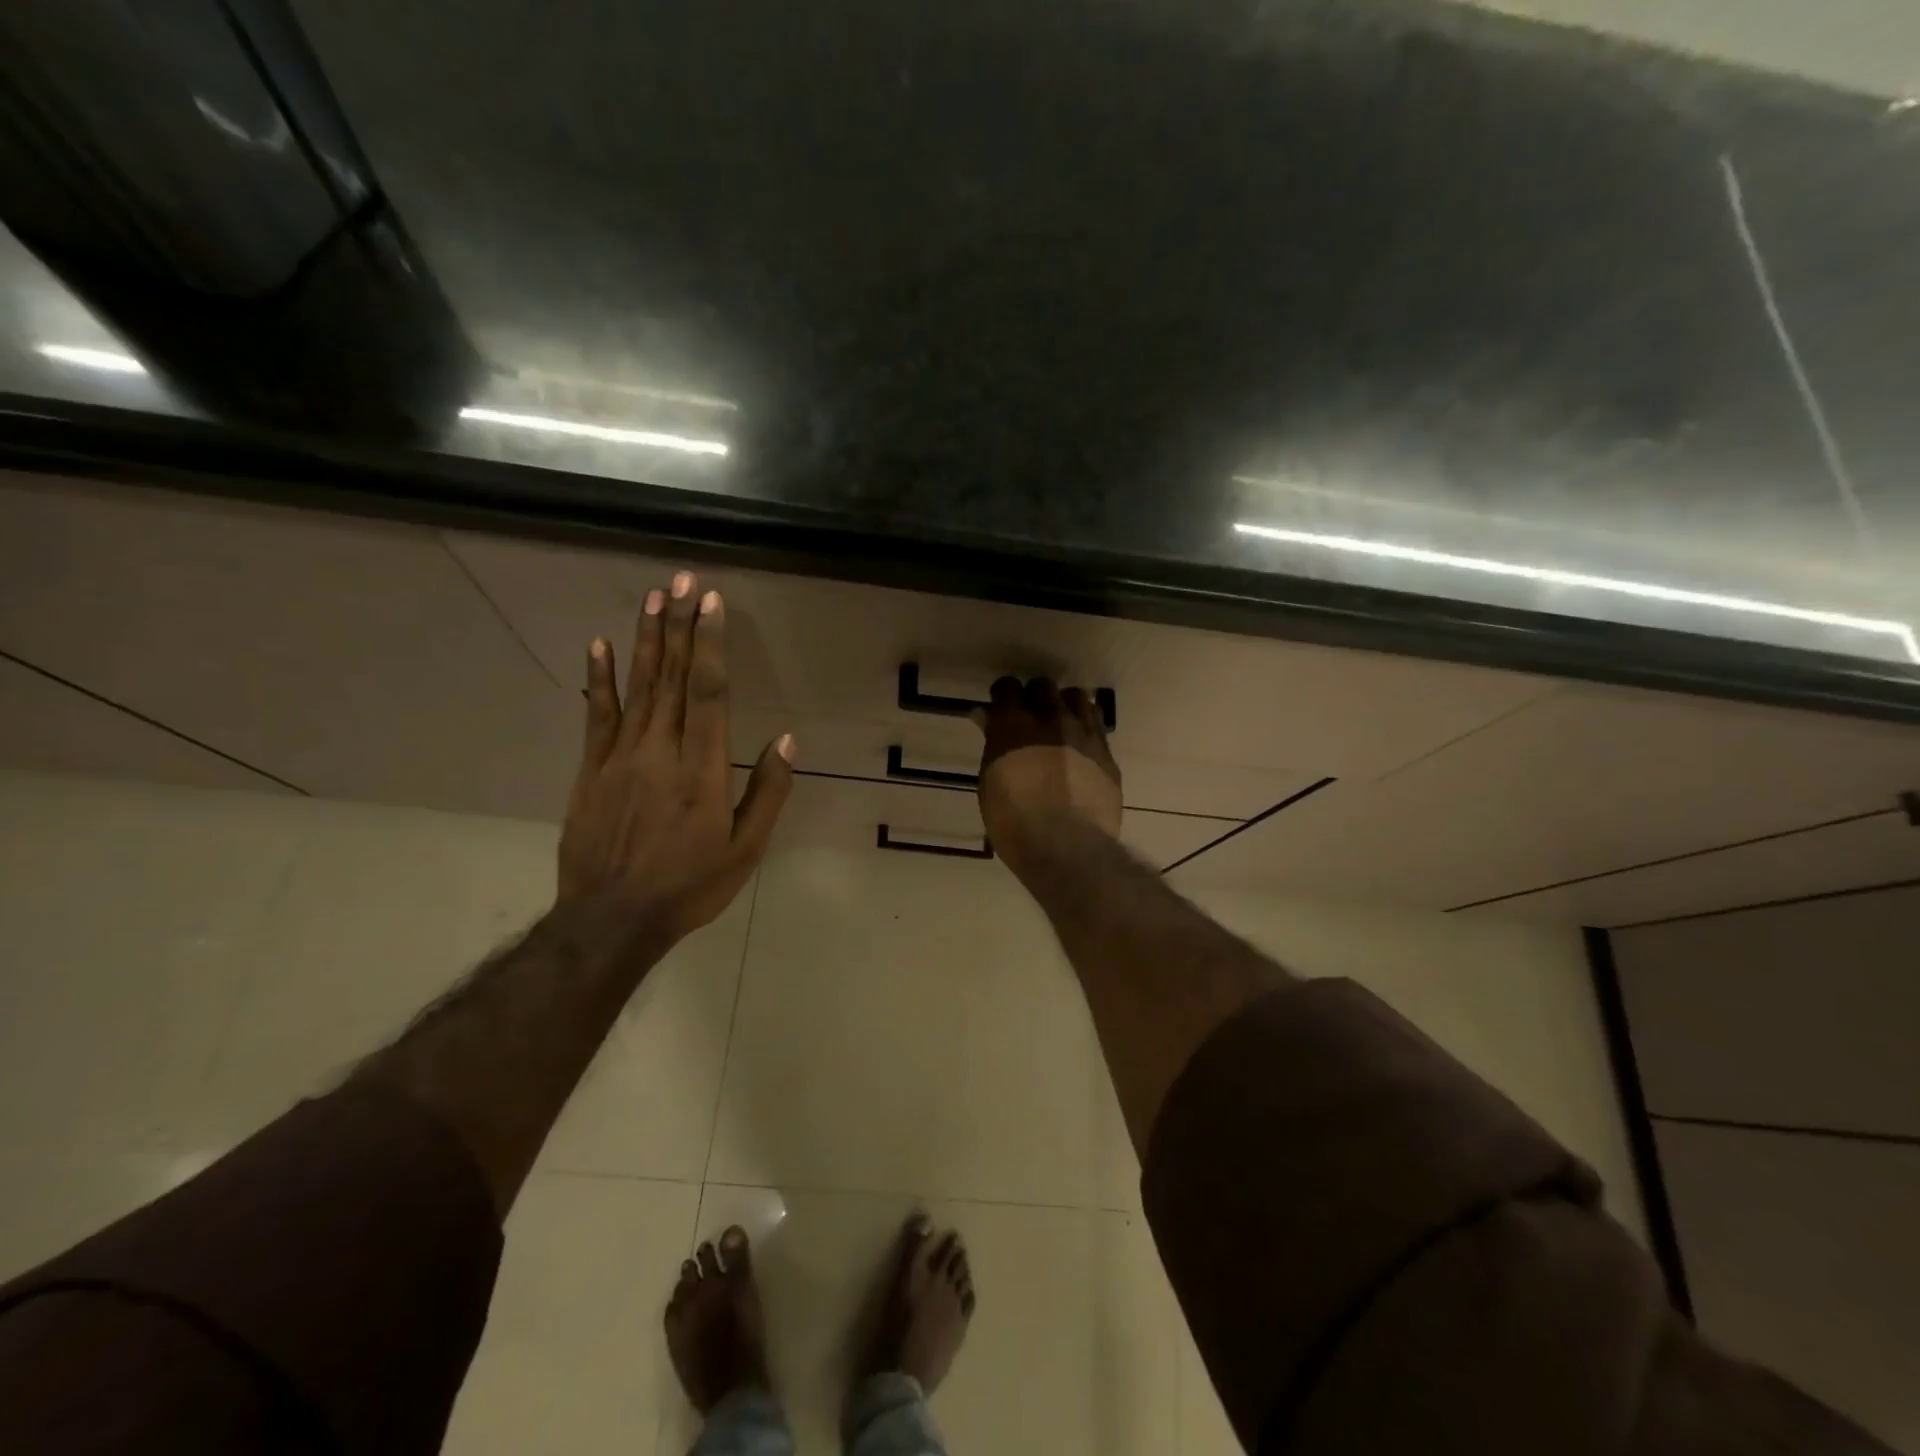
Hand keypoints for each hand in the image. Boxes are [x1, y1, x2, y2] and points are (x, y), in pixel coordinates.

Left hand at [558, 570, 792, 939]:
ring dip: (647, 639)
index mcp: (701, 768)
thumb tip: (785, 740)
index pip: (708, 692)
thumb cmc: (689, 884)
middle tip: (684, 580)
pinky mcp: (592, 769)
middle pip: (673, 678)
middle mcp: (660, 750)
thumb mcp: (745, 849)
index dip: (710, 645)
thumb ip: (767, 791)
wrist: (612, 918)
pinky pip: (597, 715)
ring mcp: (620, 756)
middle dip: (680, 626)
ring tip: (653, 597)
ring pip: (637, 686)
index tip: (712, 604)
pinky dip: (599, 678)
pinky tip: (600, 645)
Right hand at [974, 676, 1121, 866]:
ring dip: (1066, 706)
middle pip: (1044, 687)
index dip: (1004, 696)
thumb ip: (993, 744)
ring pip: (1078, 698)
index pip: (1008, 688)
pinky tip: (1081, 749)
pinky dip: (1087, 730)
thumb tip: (986, 717)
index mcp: (1014, 724)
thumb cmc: (1013, 822)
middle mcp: (1051, 719)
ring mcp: (1084, 734)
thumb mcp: (990, 783)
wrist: (1066, 846)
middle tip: (1031, 717)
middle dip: (1036, 697)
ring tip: (1061, 725)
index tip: (1001, 708)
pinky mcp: (1107, 754)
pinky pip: (1097, 727)